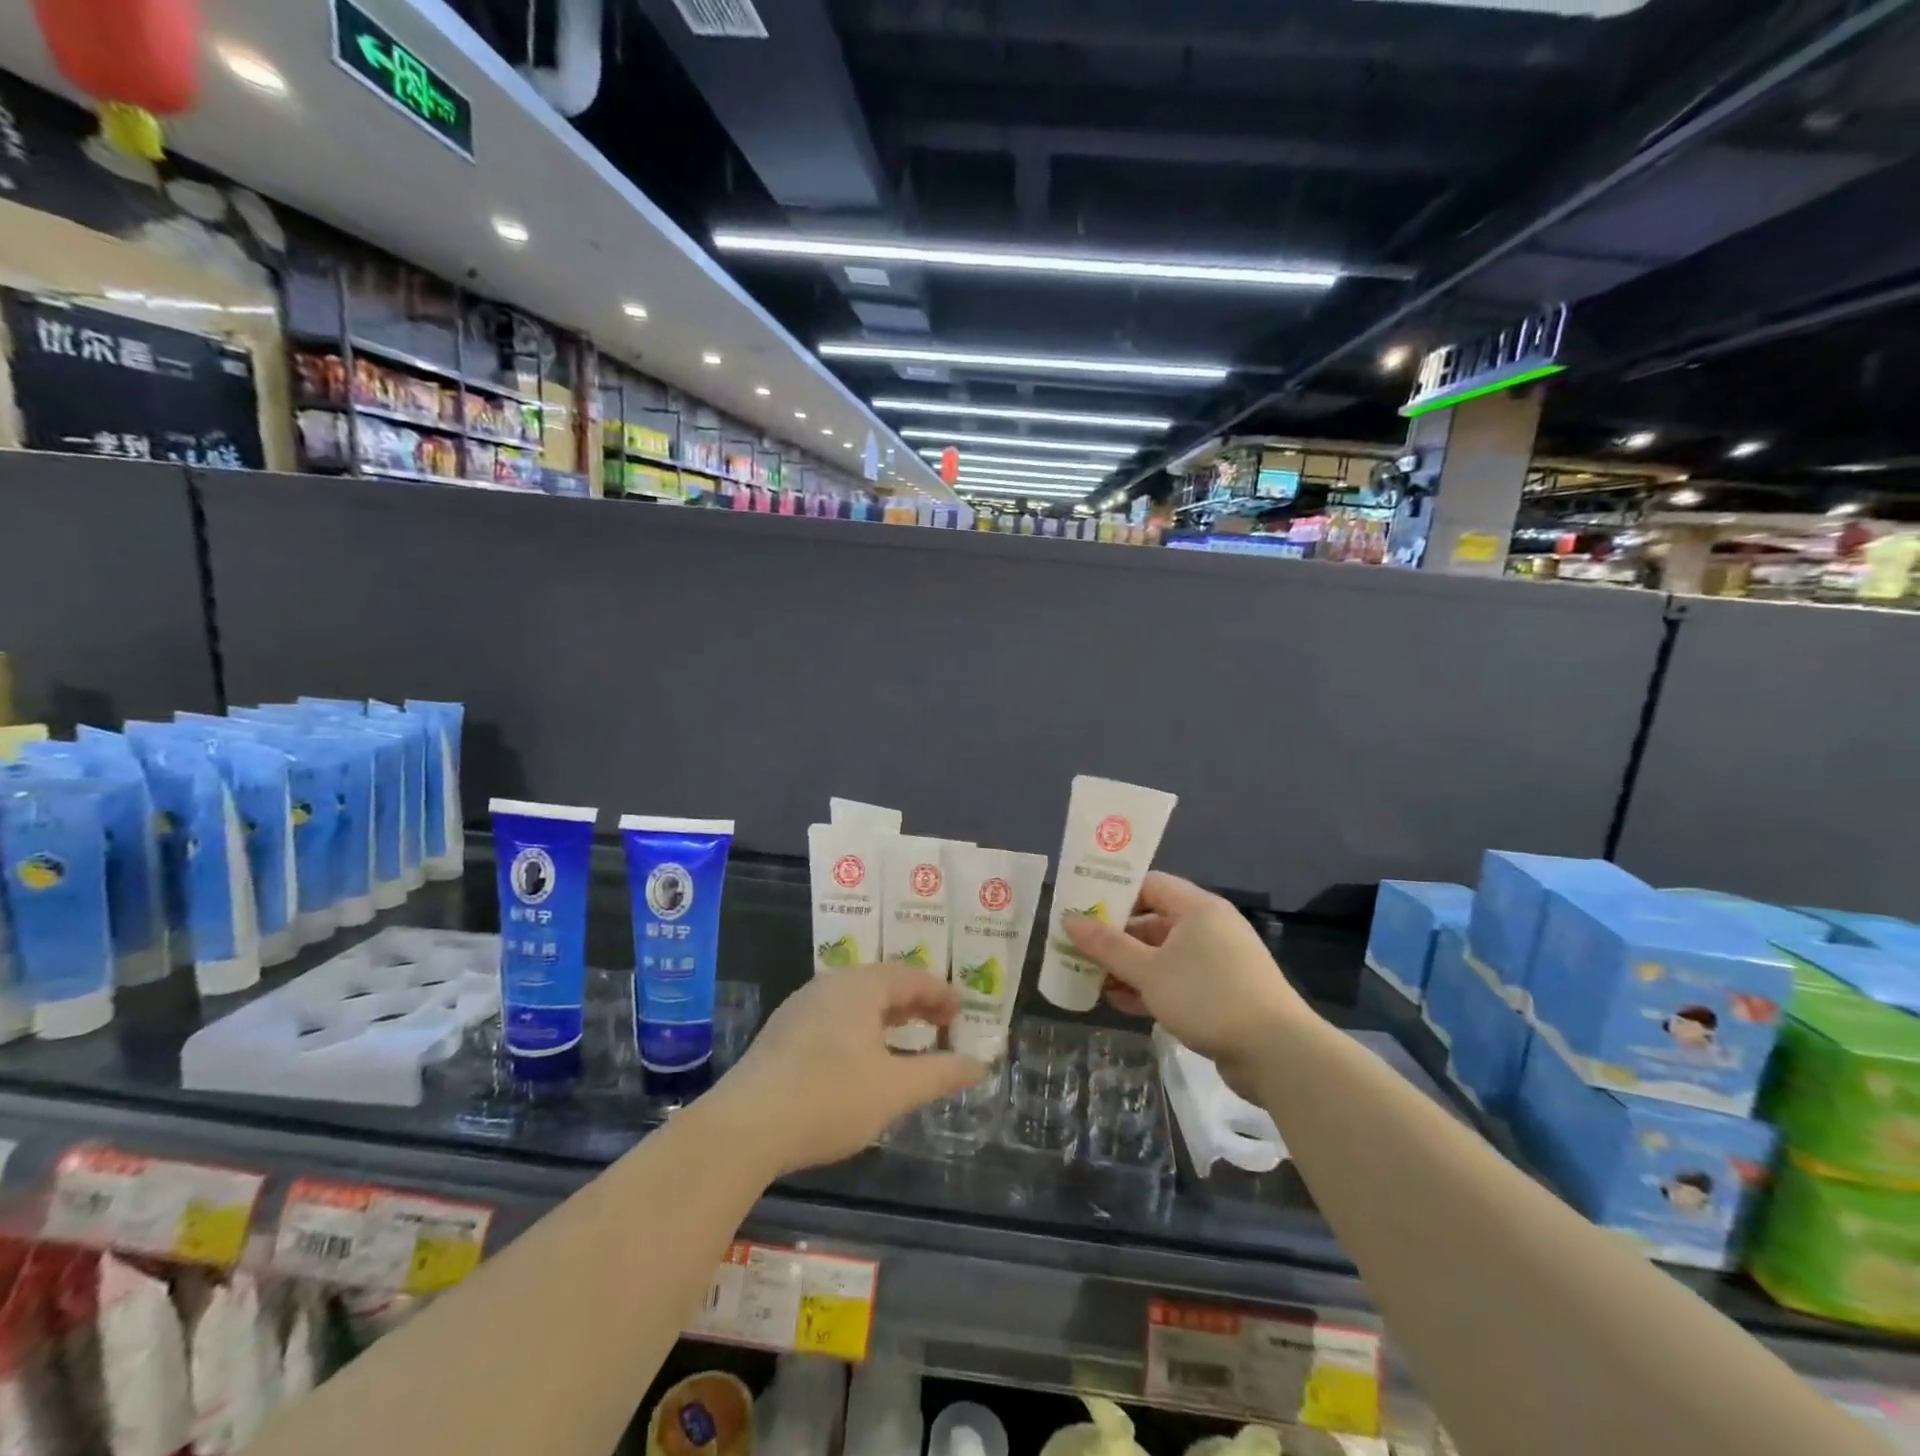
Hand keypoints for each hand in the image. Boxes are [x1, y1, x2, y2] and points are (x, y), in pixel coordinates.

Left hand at [710, 965, 986, 1175]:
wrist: (744, 1127)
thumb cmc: (829, 1098)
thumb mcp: (895, 1090)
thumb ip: (940, 1074)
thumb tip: (979, 1065)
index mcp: (860, 986)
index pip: (911, 976)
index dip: (941, 993)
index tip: (961, 1012)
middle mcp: (830, 984)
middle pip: (882, 982)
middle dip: (915, 1002)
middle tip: (941, 1023)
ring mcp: (801, 1006)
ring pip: (856, 1000)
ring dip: (886, 1015)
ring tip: (906, 1038)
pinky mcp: (783, 1032)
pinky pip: (834, 1016)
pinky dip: (861, 1027)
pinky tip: (862, 1057)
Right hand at [1065, 871, 1313, 1095]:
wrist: (1277, 1053)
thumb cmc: (1208, 996)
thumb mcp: (1148, 971)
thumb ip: (1107, 945)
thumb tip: (1069, 919)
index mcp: (1197, 908)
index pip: (1148, 884)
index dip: (1113, 893)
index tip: (1080, 907)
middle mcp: (1209, 927)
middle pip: (1152, 921)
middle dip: (1115, 937)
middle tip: (1077, 948)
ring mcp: (1217, 962)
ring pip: (1162, 954)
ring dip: (1128, 967)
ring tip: (1090, 979)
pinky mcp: (1222, 993)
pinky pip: (1176, 980)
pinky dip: (1150, 988)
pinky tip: (1120, 1003)